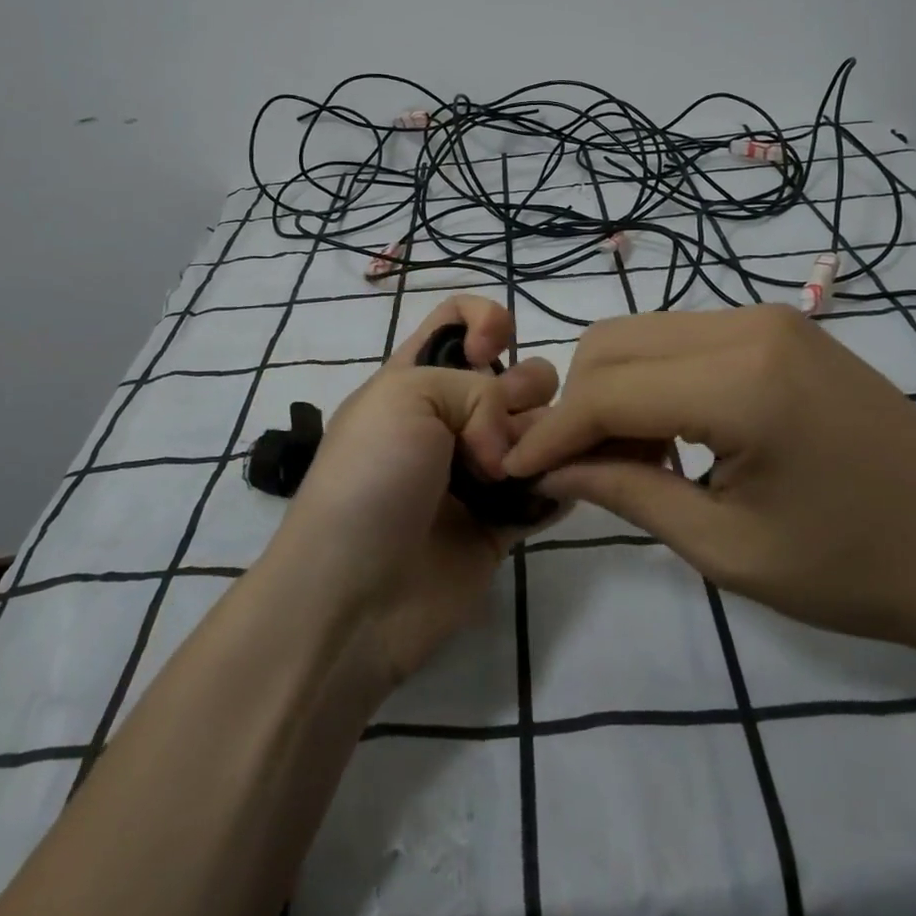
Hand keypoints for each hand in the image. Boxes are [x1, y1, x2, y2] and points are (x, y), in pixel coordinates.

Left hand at [265, 294, 558, 686]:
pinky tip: (555, 489)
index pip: (460, 320)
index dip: (486, 320)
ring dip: (550, 436)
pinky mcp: (502, 522)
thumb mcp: (405, 395)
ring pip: (541, 430)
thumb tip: (507, 451)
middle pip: (515, 375)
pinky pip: (549, 489)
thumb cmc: (370, 478)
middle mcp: (450, 419)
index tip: (491, 350)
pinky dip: (562, 483)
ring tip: (531, 466)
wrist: (353, 595)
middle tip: (504, 429)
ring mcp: (478, 472)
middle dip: (526, 387)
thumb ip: (476, 390)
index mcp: (417, 378)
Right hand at [502, 304, 915, 651]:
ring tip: (627, 459)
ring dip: (614, 390)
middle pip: (615, 343)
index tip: (514, 469)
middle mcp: (749, 325)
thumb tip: (549, 468)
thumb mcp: (726, 548)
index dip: (553, 431)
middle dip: (577, 403)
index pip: (609, 391)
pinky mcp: (781, 328)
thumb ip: (628, 494)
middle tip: (580, 472)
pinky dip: (654, 380)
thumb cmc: (855, 569)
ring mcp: (769, 319)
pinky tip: (671, 435)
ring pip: (645, 334)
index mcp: (742, 382)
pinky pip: (684, 339)